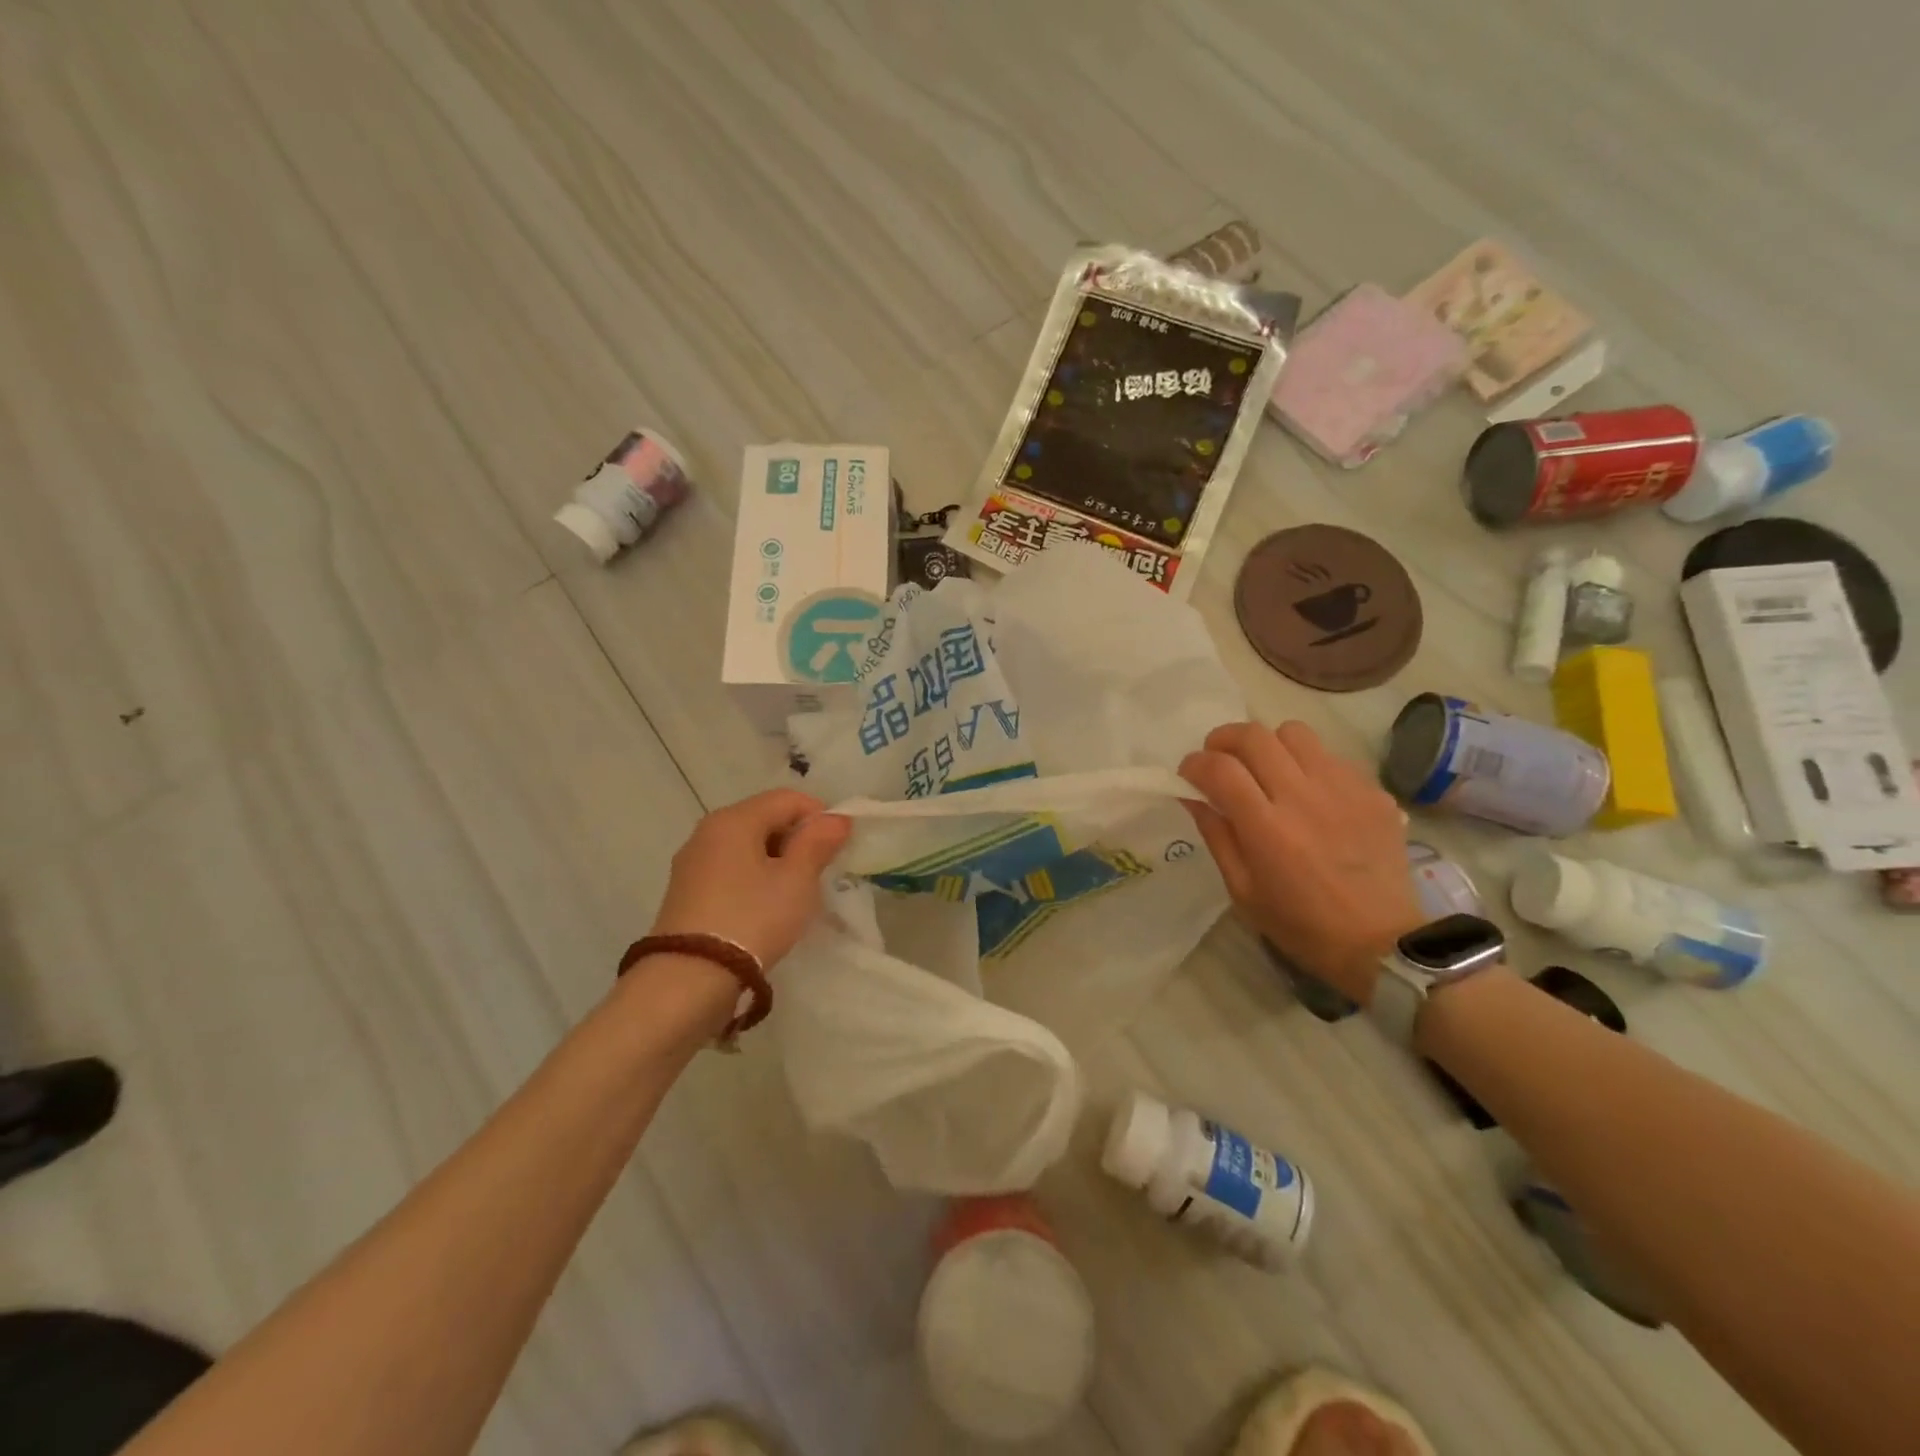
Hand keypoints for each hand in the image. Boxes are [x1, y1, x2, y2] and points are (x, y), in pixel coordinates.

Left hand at [650, 789, 851, 967]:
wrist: (688, 980)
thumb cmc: (752, 919)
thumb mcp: (797, 881)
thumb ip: (818, 843)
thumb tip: (836, 819)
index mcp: (734, 819)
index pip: (787, 799)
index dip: (819, 816)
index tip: (838, 847)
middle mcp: (707, 831)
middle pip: (764, 819)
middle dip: (797, 840)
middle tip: (819, 874)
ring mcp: (692, 863)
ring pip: (747, 847)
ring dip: (776, 862)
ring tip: (794, 895)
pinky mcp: (685, 892)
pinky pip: (730, 870)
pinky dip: (753, 879)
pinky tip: (765, 909)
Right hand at [1180, 721, 1423, 1004]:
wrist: (1382, 943)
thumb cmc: (1301, 925)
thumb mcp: (1242, 890)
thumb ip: (1216, 835)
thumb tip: (1193, 795)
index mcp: (1267, 828)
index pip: (1219, 768)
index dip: (1194, 764)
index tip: (1188, 775)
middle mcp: (1303, 797)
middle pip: (1253, 736)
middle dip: (1224, 740)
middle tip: (1219, 760)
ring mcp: (1343, 789)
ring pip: (1293, 732)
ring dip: (1269, 744)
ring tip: (1266, 769)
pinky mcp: (1373, 791)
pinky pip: (1330, 755)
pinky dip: (1307, 764)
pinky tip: (1308, 793)